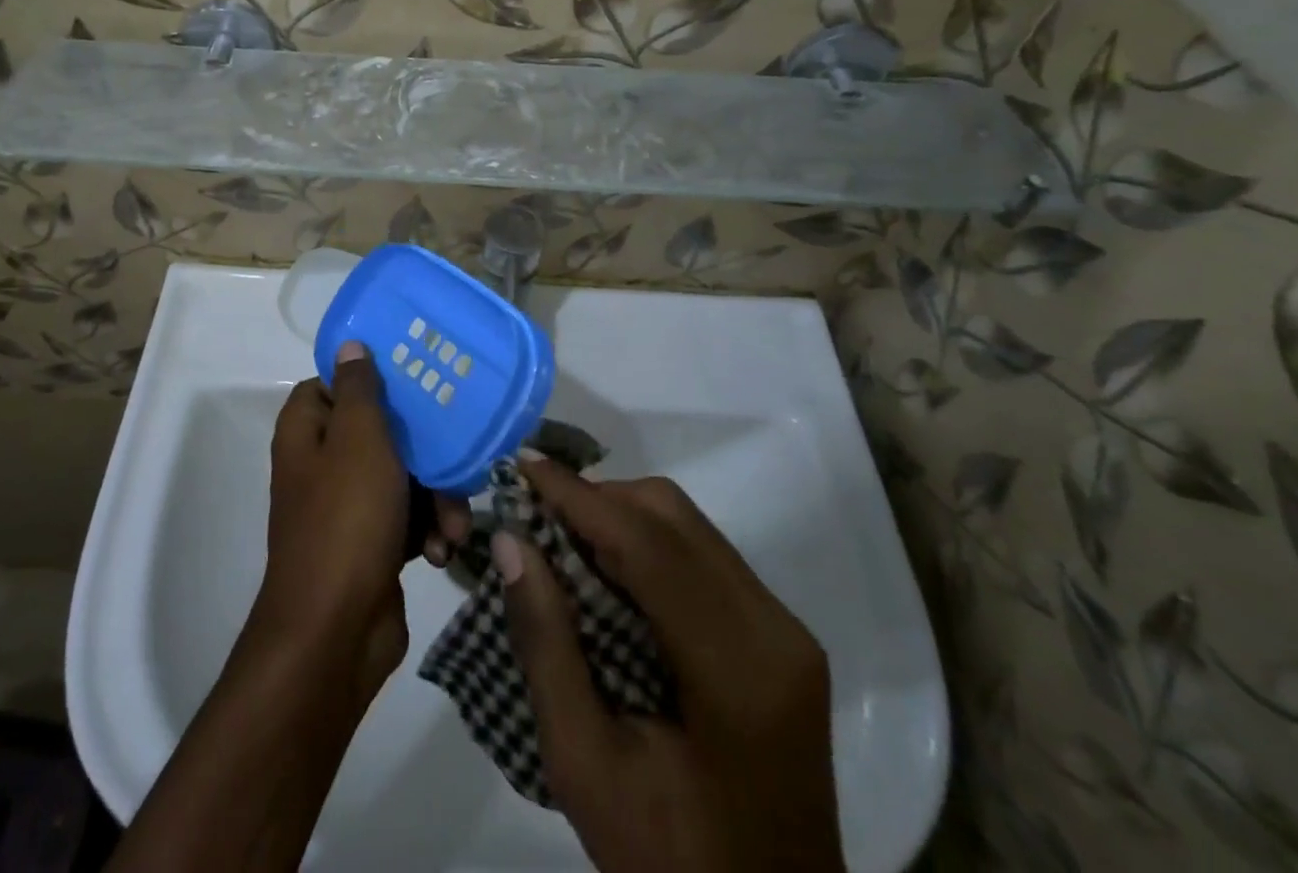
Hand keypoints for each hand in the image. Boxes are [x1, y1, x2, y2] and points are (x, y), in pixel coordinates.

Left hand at [256, 343, 470, 696]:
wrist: (335, 634)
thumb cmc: (346, 520)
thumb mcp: (360, 440)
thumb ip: (359, 389)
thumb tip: (349, 344)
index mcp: (308, 432)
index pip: (333, 385)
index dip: (370, 379)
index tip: (413, 379)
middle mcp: (322, 464)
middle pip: (379, 431)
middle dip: (424, 449)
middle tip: (457, 453)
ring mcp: (346, 507)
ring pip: (402, 476)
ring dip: (435, 496)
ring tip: (455, 522)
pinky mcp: (371, 544)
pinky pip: (406, 518)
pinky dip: (427, 529)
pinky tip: (442, 549)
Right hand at [495, 458, 843, 871]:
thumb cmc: (669, 860)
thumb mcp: (584, 766)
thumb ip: (547, 647)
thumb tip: (512, 542)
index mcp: (736, 669)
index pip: (648, 545)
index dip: (579, 495)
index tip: (522, 464)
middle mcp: (774, 629)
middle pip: (673, 518)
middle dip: (598, 500)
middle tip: (535, 513)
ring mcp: (784, 630)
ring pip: (689, 527)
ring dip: (621, 517)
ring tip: (562, 536)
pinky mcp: (780, 636)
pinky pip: (703, 555)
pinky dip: (647, 544)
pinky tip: (608, 571)